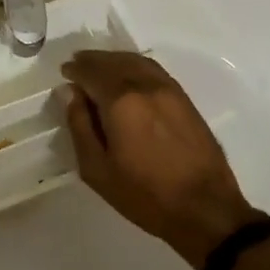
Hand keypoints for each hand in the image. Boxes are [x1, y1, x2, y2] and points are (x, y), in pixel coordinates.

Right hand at [62, 51, 267, 269]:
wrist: (205, 209)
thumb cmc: (144, 194)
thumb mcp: (97, 169)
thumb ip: (80, 126)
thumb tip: (71, 93)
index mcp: (121, 101)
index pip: (91, 72)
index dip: (75, 70)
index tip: (64, 72)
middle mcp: (145, 86)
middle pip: (114, 62)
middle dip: (93, 61)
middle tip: (78, 64)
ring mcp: (169, 90)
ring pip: (136, 62)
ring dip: (114, 60)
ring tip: (100, 66)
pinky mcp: (185, 99)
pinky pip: (154, 70)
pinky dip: (135, 66)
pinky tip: (129, 76)